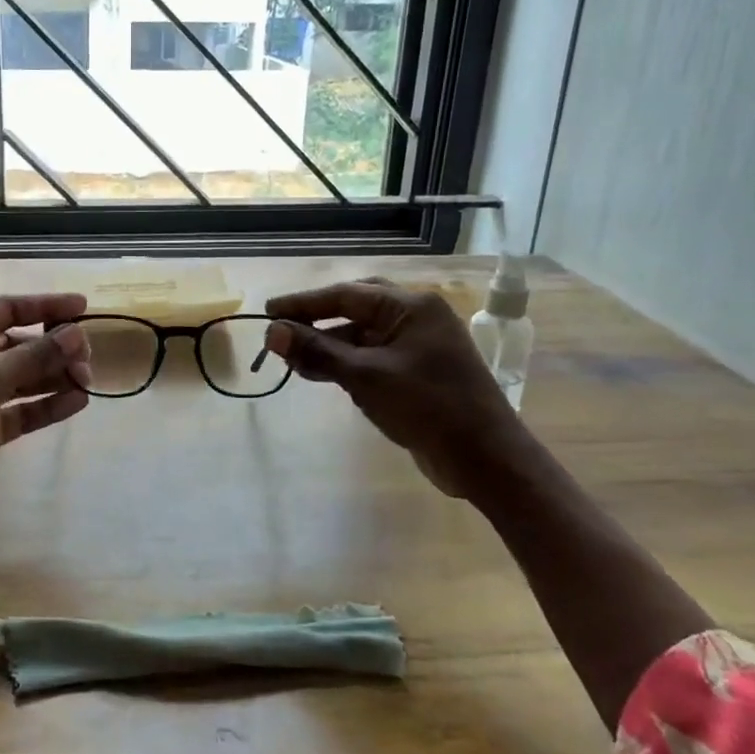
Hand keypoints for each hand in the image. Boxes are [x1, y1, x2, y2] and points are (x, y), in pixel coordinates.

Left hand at [0, 292, 92, 519]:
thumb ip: (33, 355)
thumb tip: (75, 334)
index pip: (5, 310)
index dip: (44, 307)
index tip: (82, 307)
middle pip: (19, 344)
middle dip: (53, 347)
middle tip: (86, 355)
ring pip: (25, 378)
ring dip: (55, 376)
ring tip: (87, 379)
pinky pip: (24, 410)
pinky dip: (48, 405)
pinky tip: (77, 402)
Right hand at [263, 279, 532, 498]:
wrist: (486, 460)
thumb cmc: (427, 407)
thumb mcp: (365, 377)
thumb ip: (317, 352)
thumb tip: (271, 332)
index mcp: (411, 306)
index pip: (345, 294)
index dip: (303, 303)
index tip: (268, 312)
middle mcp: (417, 318)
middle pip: (355, 308)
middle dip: (317, 319)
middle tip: (282, 331)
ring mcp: (420, 346)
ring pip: (363, 335)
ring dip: (329, 346)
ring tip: (294, 361)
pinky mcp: (419, 372)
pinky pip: (374, 357)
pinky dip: (347, 364)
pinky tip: (323, 375)